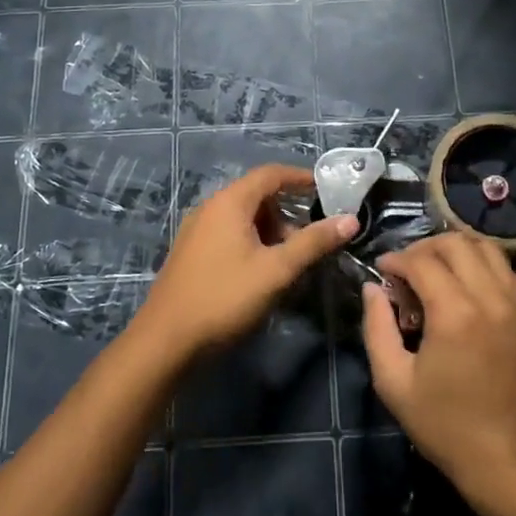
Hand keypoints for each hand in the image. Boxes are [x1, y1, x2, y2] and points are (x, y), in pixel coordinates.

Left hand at [139, 164, 356, 358]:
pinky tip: (261, 272)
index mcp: (229, 202)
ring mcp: (196, 231)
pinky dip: (251, 242)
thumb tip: (350, 219)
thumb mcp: (276, 270)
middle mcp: (210, 208)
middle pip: (256, 196)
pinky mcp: (191, 253)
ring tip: (288, 262)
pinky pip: (228, 234)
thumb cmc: (224, 298)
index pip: (270, 174)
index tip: (326, 190)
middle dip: (287, 213)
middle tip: (309, 240)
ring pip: (242, 218)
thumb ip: (313, 242)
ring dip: (269, 231)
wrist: (165, 341)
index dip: (300, 178)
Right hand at [361, 233, 515, 497]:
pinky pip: (511, 272)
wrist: (506, 458)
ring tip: (439, 272)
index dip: (395, 260)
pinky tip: (473, 290)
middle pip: (456, 244)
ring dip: (458, 252)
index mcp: (454, 313)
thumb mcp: (393, 381)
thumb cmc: (443, 424)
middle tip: (407, 270)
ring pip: (487, 249)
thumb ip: (377, 327)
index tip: (381, 271)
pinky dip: (488, 269)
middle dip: (424, 248)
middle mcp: (490, 297)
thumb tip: (372, 288)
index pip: (421, 262)